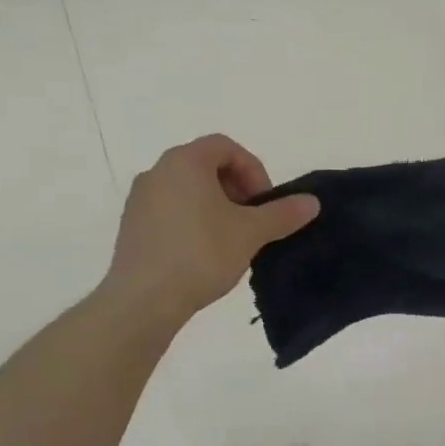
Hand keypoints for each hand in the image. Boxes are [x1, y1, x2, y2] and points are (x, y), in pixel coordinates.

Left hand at [102, 135, 318, 325]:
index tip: (264, 202)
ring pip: (187, 190)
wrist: (144, 299)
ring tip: (231, 239)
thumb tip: (313, 202)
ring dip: (215, 206)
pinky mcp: (131, 227)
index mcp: (185, 162)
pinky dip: (192, 221)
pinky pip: (170, 211)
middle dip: (236, 188)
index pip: (226, 147)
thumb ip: (283, 214)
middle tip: (252, 219)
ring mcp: (139, 200)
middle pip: (205, 165)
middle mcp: (157, 172)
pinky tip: (204, 253)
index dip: (253, 169)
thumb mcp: (251, 232)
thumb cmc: (201, 253)